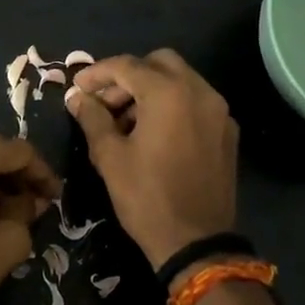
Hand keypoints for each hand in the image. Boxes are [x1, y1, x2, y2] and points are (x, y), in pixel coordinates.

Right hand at [66, 50, 238, 271]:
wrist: (197, 242)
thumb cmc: (147, 197)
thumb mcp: (110, 157)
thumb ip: (92, 118)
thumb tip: (77, 97)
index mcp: (168, 93)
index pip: (127, 66)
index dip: (97, 73)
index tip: (78, 88)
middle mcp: (199, 92)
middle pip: (159, 62)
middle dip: (128, 76)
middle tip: (104, 102)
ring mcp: (218, 111)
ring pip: (180, 80)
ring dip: (150, 89)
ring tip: (124, 121)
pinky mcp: (227, 132)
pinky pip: (195, 102)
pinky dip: (172, 105)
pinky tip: (153, 134)